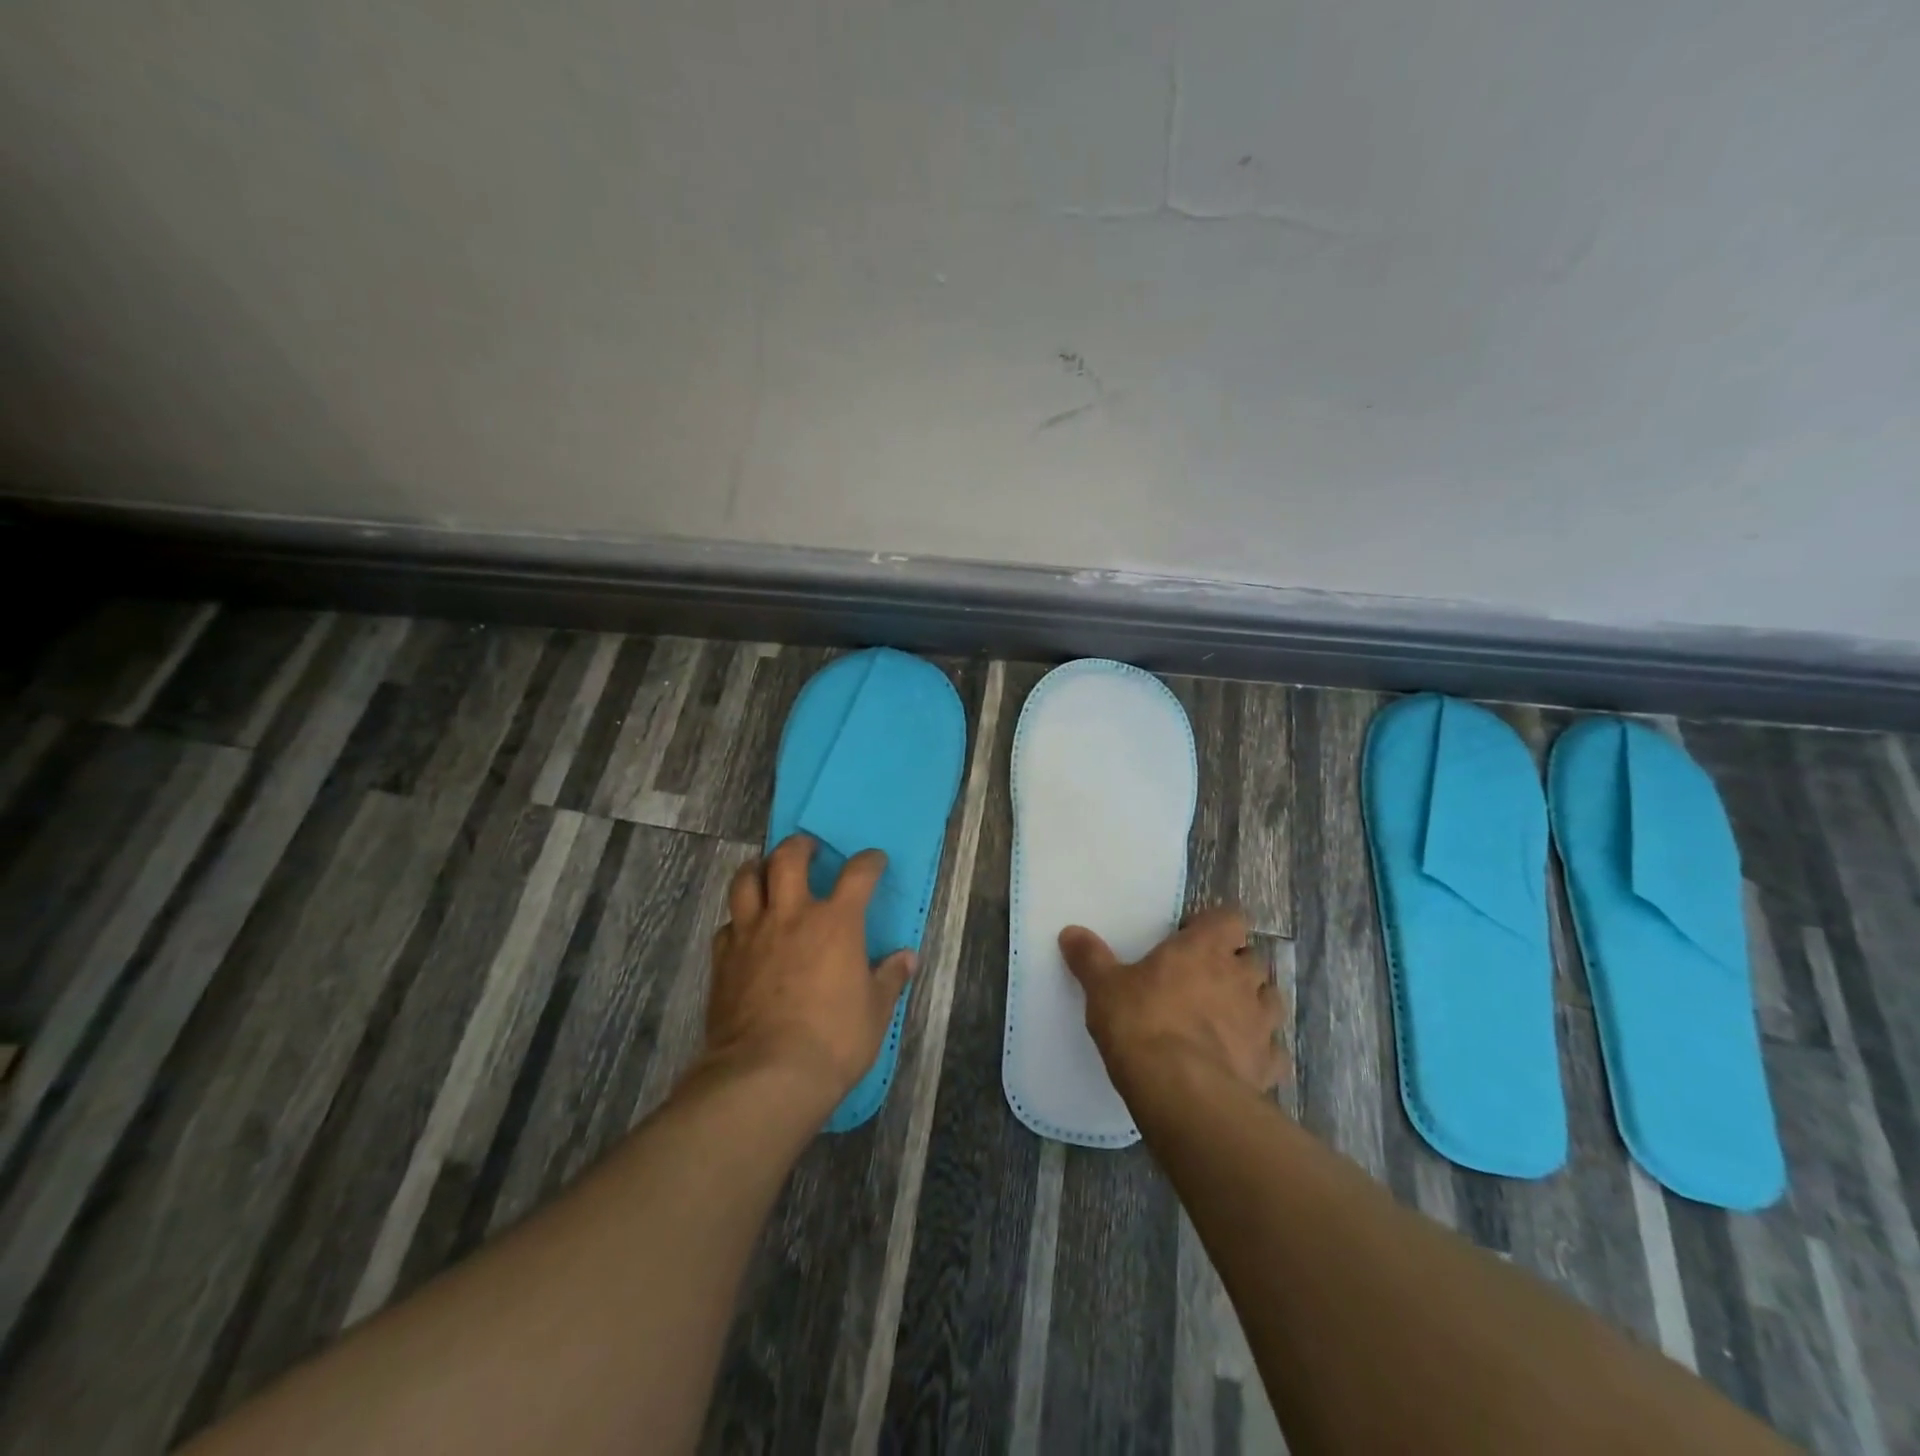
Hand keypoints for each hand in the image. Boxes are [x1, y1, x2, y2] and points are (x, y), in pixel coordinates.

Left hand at [703, 834, 914, 1108]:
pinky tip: (745, 932)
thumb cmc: (833, 1041)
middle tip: (808, 851)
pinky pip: (728, 924)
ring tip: (766, 873)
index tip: (874, 861)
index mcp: (836, 923)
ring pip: (746, 880)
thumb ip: (889, 978)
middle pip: (788, 858)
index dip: (869, 862)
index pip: (858, 874)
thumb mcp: (875, 1012)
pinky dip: (738, 920)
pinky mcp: (723, 959)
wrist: (766, 1075)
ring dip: (758, 869)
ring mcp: (751, 934)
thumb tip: (906, 958)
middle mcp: (791, 916)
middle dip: (800, 846)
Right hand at [1060, 906, 1283, 1097]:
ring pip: (1270, 999)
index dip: (1216, 926)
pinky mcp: (1268, 1064)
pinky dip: (1261, 1051)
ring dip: (1253, 1003)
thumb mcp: (1103, 987)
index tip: (1191, 938)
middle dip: (1235, 966)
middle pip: (1253, 959)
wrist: (1181, 1091)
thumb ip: (1090, 958)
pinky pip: (1273, 1051)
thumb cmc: (1141, 1023)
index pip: (1231, 918)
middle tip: (1204, 979)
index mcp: (1204, 948)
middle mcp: (1240, 978)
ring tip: (1227, 1017)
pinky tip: (1241, 1060)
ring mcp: (1261, 1022)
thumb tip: (1070, 933)